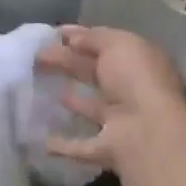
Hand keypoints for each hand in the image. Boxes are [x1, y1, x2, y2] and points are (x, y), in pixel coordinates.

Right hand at [36, 26, 185, 172]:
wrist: (149, 134)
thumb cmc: (136, 80)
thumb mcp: (117, 44)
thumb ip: (94, 38)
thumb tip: (71, 37)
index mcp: (139, 63)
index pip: (108, 46)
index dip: (82, 37)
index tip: (53, 34)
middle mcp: (132, 91)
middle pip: (95, 74)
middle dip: (67, 63)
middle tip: (36, 56)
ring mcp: (121, 122)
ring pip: (90, 108)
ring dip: (71, 100)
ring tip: (39, 90)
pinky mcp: (107, 150)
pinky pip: (81, 146)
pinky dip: (63, 145)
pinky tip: (42, 141)